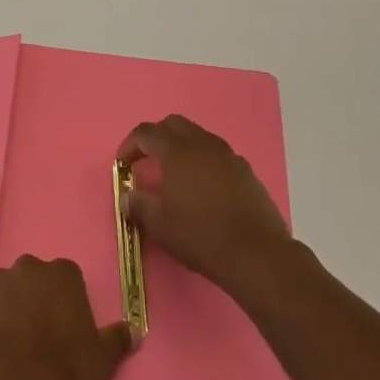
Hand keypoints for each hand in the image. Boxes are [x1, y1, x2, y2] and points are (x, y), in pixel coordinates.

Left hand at [0, 256, 134, 379]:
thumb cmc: (67, 369)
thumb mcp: (103, 357)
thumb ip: (118, 339)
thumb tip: (134, 331)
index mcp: (62, 273)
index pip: (66, 276)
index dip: (66, 299)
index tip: (66, 323)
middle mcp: (26, 268)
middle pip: (33, 277)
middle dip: (35, 296)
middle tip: (40, 331)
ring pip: (5, 289)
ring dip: (9, 306)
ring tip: (13, 341)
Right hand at [117, 114, 310, 302]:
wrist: (257, 255)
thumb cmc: (201, 236)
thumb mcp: (159, 225)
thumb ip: (139, 205)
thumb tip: (128, 197)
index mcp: (178, 152)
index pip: (146, 133)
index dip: (129, 145)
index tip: (122, 164)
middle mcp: (204, 145)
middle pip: (174, 124)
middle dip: (155, 137)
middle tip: (146, 160)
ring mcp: (229, 157)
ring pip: (199, 137)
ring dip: (181, 147)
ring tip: (174, 174)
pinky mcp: (247, 172)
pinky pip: (218, 155)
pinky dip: (203, 161)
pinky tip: (202, 188)